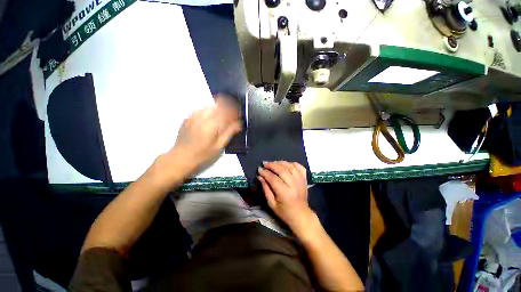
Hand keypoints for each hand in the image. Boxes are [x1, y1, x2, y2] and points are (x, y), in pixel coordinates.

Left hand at [154, 94, 241, 184]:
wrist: (181, 157)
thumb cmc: (203, 154)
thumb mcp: (219, 146)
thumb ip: (229, 132)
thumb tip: (239, 123)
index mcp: (212, 123)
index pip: (227, 110)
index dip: (235, 110)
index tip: (239, 114)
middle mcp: (203, 116)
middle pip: (219, 105)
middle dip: (227, 107)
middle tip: (231, 117)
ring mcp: (194, 116)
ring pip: (210, 106)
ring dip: (218, 109)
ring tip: (222, 118)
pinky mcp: (188, 118)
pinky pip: (202, 109)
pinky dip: (209, 111)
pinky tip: (210, 119)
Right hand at [257, 161, 315, 235]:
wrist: (301, 215)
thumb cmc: (284, 212)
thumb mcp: (271, 204)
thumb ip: (266, 189)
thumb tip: (260, 176)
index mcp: (285, 193)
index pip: (273, 178)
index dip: (265, 172)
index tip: (259, 169)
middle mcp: (294, 185)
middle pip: (282, 170)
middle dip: (272, 165)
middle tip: (264, 163)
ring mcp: (301, 181)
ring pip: (290, 166)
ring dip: (280, 162)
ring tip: (273, 163)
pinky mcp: (304, 179)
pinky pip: (299, 167)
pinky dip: (292, 163)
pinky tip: (286, 164)